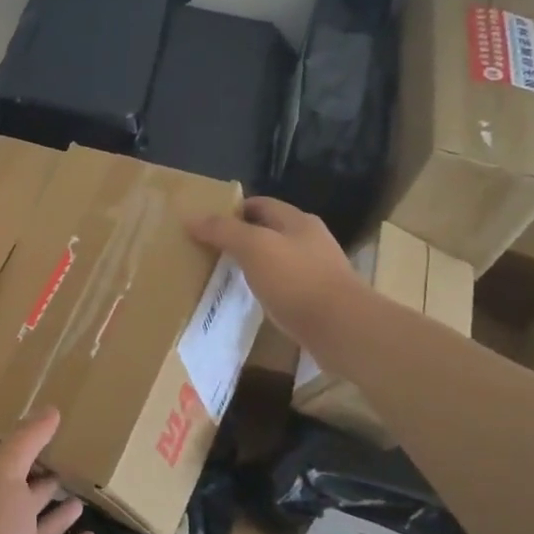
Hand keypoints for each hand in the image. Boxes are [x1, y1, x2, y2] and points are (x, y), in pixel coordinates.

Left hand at [0, 409, 98, 533]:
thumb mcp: (2, 478)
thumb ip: (25, 444)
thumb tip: (50, 409)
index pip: (9, 472)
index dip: (28, 454)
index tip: (54, 434)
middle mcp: (2, 532)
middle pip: (26, 503)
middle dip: (44, 485)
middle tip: (74, 463)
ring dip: (61, 517)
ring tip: (84, 496)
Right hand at [188, 196, 354, 343]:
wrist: (342, 328)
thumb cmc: (297, 280)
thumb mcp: (254, 248)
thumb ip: (223, 231)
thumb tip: (191, 217)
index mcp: (297, 221)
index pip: (260, 204)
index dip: (233, 211)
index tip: (206, 226)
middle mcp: (310, 240)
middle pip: (270, 230)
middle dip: (242, 238)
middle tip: (211, 252)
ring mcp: (318, 270)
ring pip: (278, 259)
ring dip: (255, 264)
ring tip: (227, 277)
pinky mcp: (319, 298)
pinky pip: (286, 285)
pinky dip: (267, 287)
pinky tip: (254, 300)